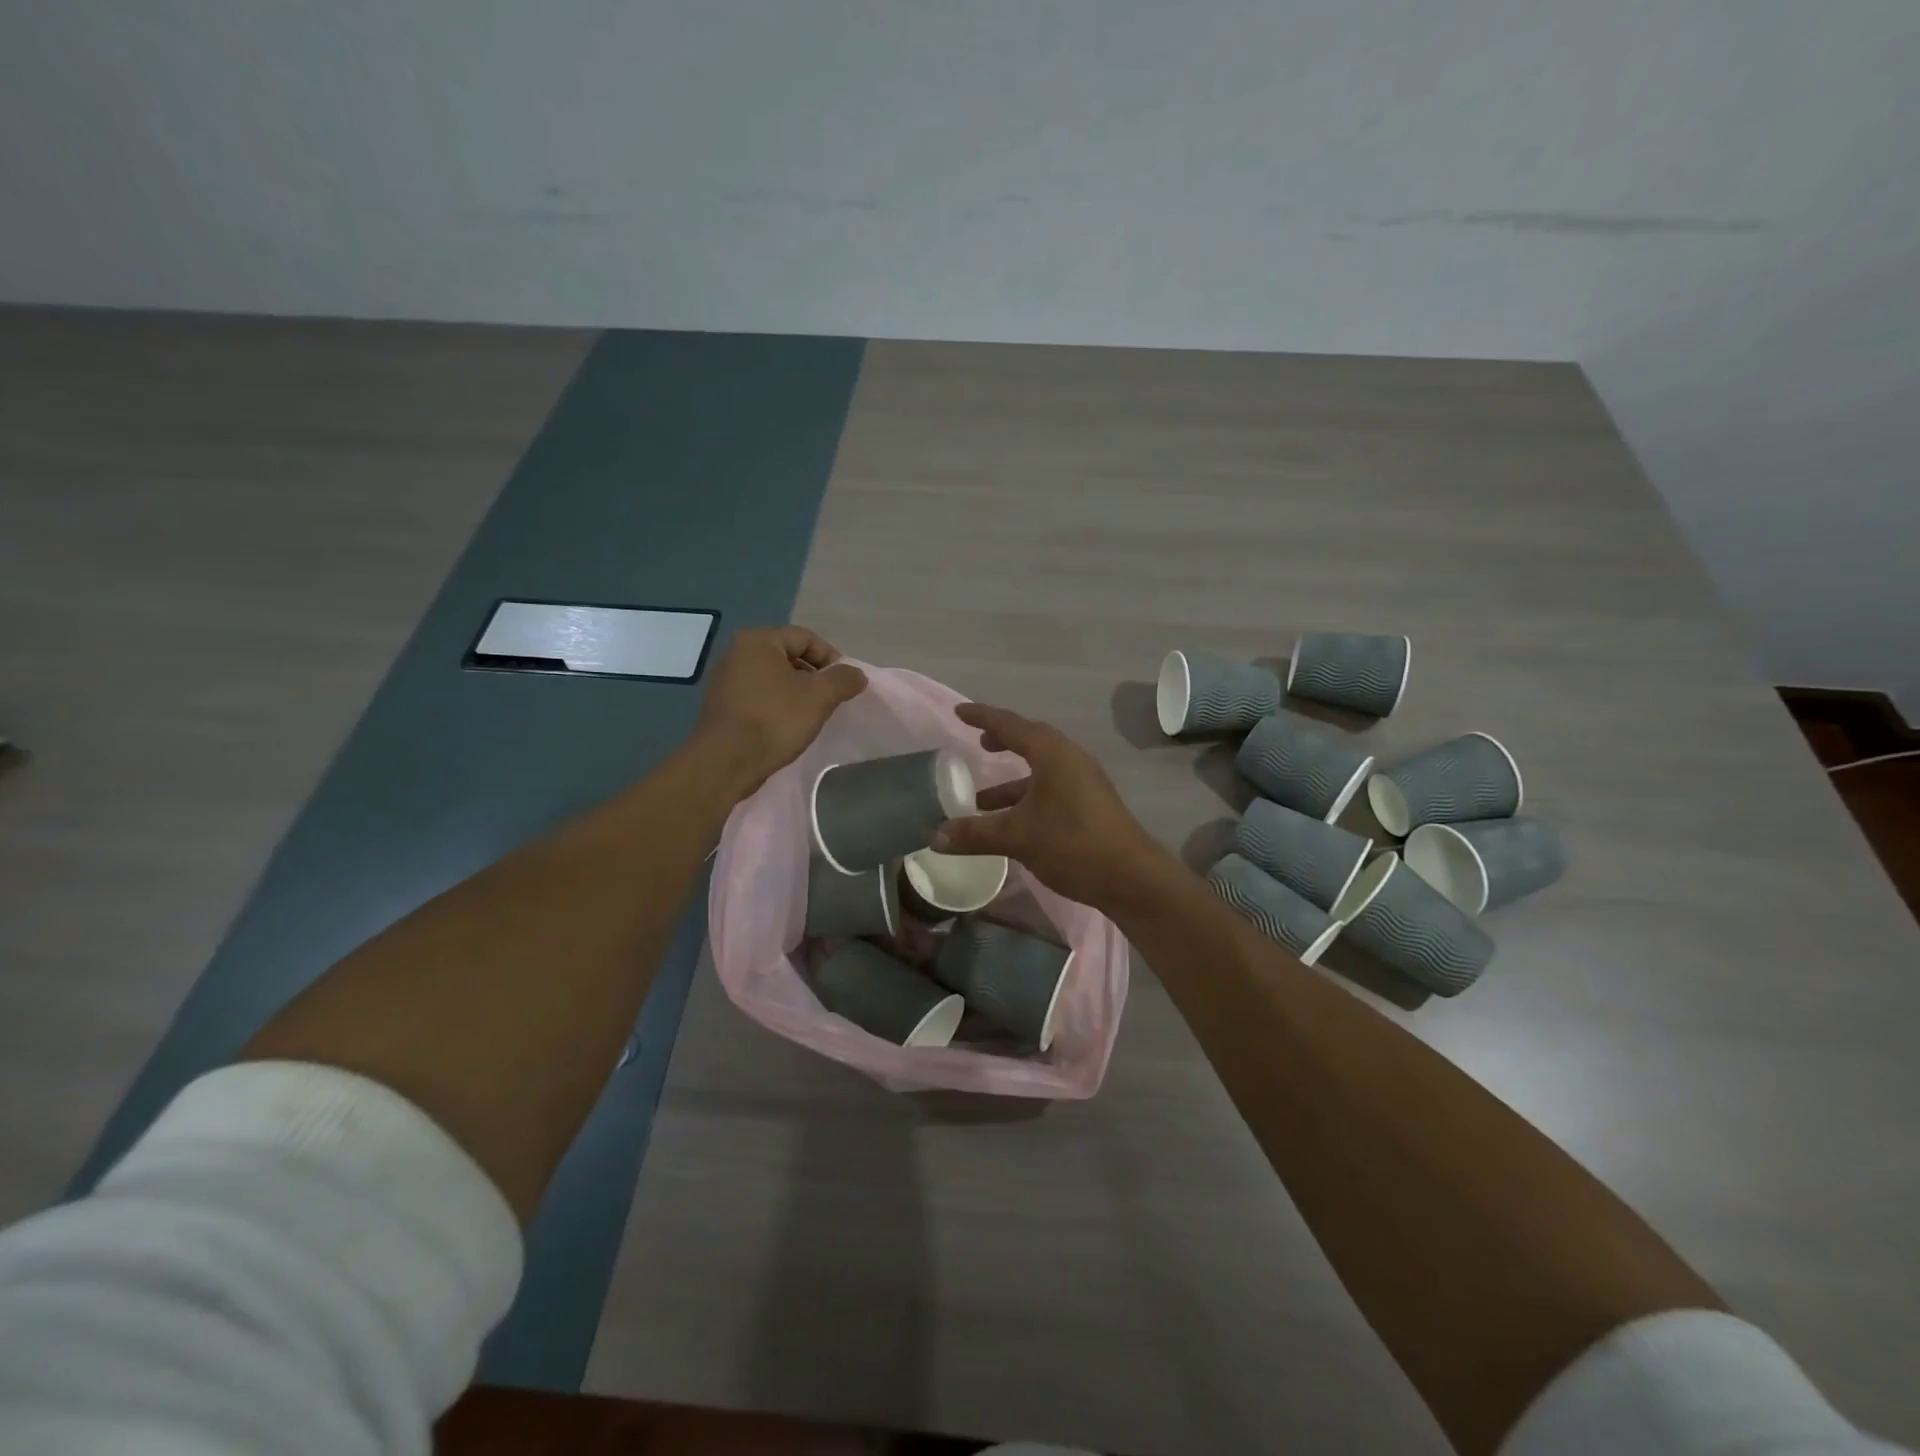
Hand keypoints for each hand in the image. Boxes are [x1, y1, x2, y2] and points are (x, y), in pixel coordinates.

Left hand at [696, 627, 866, 794]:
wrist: (726, 762)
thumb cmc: (774, 719)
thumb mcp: (819, 696)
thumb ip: (843, 679)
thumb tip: (857, 674)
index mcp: (758, 641)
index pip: (806, 638)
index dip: (832, 659)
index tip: (844, 685)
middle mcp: (737, 653)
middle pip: (789, 656)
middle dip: (814, 677)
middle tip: (829, 701)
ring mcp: (725, 680)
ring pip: (774, 678)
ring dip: (797, 692)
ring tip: (811, 715)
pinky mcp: (722, 705)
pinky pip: (759, 696)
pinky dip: (777, 705)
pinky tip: (787, 726)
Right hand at [931, 703, 1170, 908]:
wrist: (1131, 878)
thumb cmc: (1072, 843)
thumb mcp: (1017, 837)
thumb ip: (975, 834)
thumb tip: (934, 836)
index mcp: (1052, 753)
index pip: (1010, 725)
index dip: (982, 717)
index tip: (959, 712)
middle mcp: (1069, 759)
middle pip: (1030, 741)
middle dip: (1002, 742)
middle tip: (978, 744)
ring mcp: (1083, 782)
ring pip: (1040, 770)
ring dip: (1011, 780)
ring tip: (981, 799)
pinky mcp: (1089, 804)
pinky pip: (1050, 788)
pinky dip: (1026, 797)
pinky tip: (1010, 822)